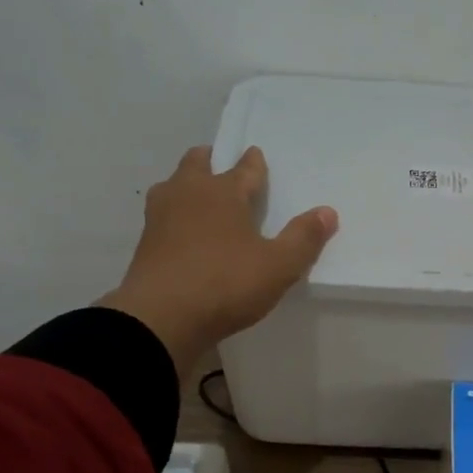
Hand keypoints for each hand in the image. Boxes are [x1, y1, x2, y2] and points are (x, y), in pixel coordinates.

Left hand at [100, 146, 336, 377]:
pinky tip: (182, 232)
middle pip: (197, 164)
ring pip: (173, 187)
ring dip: (186, 186)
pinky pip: (162, 217)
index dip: (254, 163)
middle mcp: (188, 194)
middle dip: (210, 161)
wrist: (161, 318)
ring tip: (199, 199)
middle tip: (219, 166)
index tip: (256, 155)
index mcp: (223, 192)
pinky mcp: (144, 244)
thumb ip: (303, 238)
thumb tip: (327, 212)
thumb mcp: (278, 266)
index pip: (244, 169)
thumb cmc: (225, 284)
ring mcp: (160, 217)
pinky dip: (174, 216)